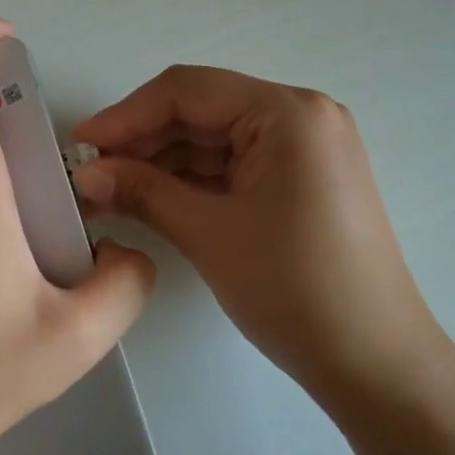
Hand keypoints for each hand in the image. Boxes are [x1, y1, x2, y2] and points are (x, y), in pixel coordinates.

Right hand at [70, 66, 431, 398]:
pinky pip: (236, 166)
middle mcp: (301, 116)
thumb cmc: (294, 289)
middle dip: (142, 141)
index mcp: (288, 112)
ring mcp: (305, 149)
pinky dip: (193, 181)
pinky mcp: (302, 181)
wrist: (375, 363)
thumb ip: (143, 191)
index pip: (188, 91)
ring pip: (216, 140)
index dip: (126, 114)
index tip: (79, 144)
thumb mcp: (209, 233)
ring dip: (163, 163)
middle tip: (90, 173)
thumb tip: (86, 172)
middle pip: (202, 111)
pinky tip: (150, 200)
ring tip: (109, 192)